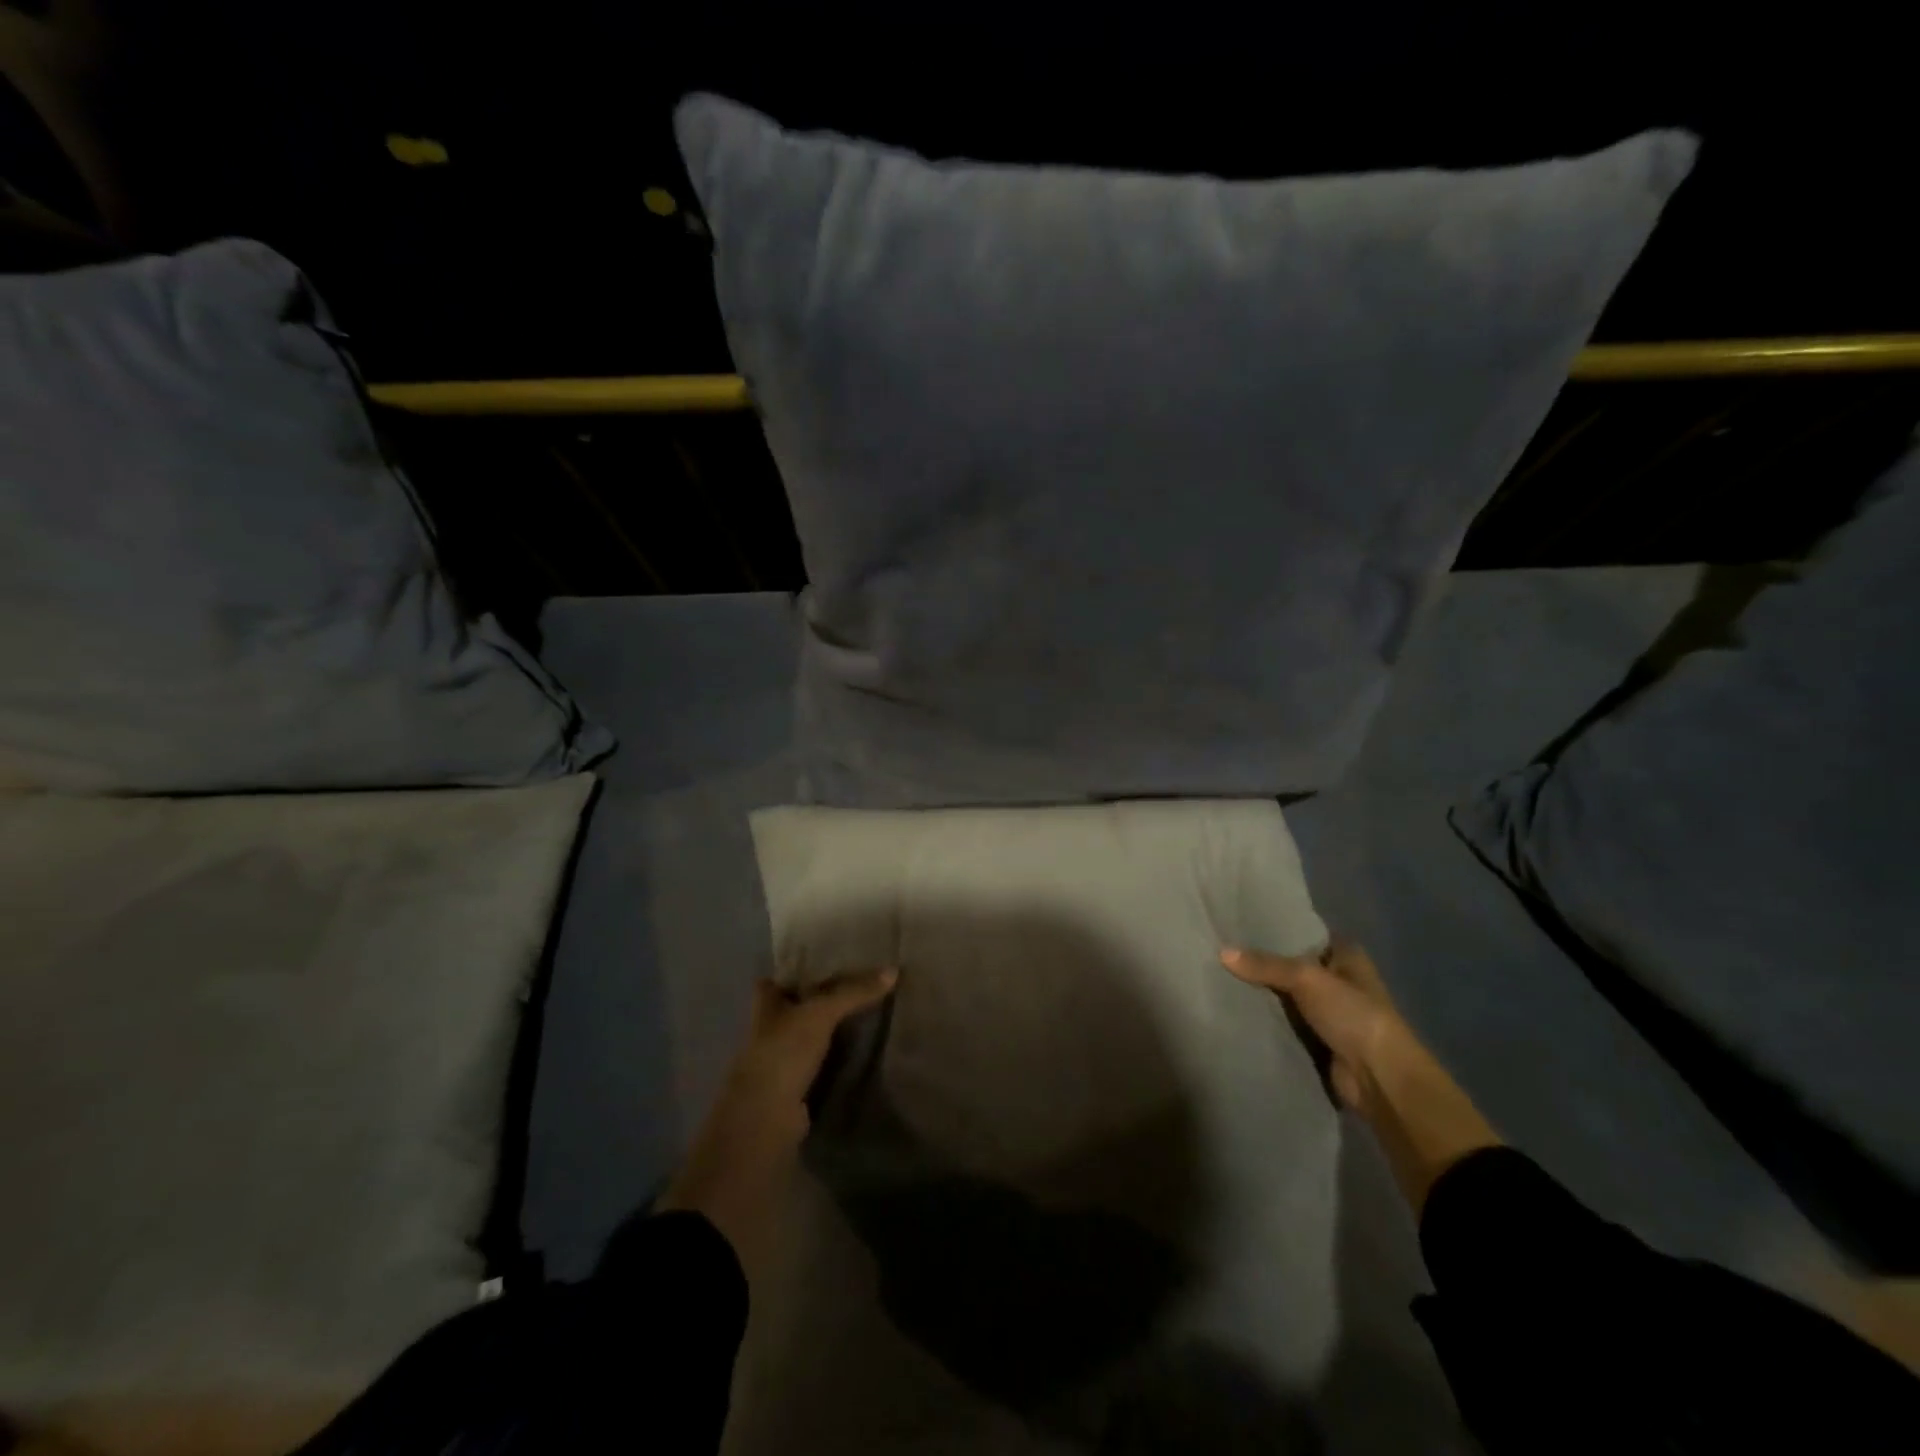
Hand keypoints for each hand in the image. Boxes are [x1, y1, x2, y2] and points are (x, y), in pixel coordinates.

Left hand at [659, 970, 897, 1272]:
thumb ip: (853, 992)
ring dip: (830, 1032)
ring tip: (869, 1014)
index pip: (775, 981)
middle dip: (818, 1001)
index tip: (826, 962)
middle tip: (859, 986)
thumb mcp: (820, 1014)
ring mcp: (781, 1064)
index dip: (794, 971)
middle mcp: (769, 1032)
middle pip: (794, 1009)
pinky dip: (837, 1060)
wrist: (765, 1120)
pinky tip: (862, 1052)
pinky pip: (821, 1066)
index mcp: (765, 1007)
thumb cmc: (782, 1053)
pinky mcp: (796, 1091)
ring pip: (808, 1039)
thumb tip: (894, 971)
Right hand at [1219, 938, 1411, 1113]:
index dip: (1277, 930)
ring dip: (1264, 995)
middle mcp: (1340, 980)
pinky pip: (1286, 1024)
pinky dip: (1268, 1021)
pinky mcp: (1319, 1041)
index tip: (1239, 925)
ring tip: (1220, 978)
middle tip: (1221, 952)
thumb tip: (1221, 952)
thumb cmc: (1353, 1014)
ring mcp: (1330, 1013)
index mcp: (1347, 956)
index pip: (1306, 934)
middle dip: (1263, 964)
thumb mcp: (1306, 978)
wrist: (1379, 1078)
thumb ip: (1265, 965)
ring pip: (1287, 996)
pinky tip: (1236, 1011)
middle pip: (1293, 966)